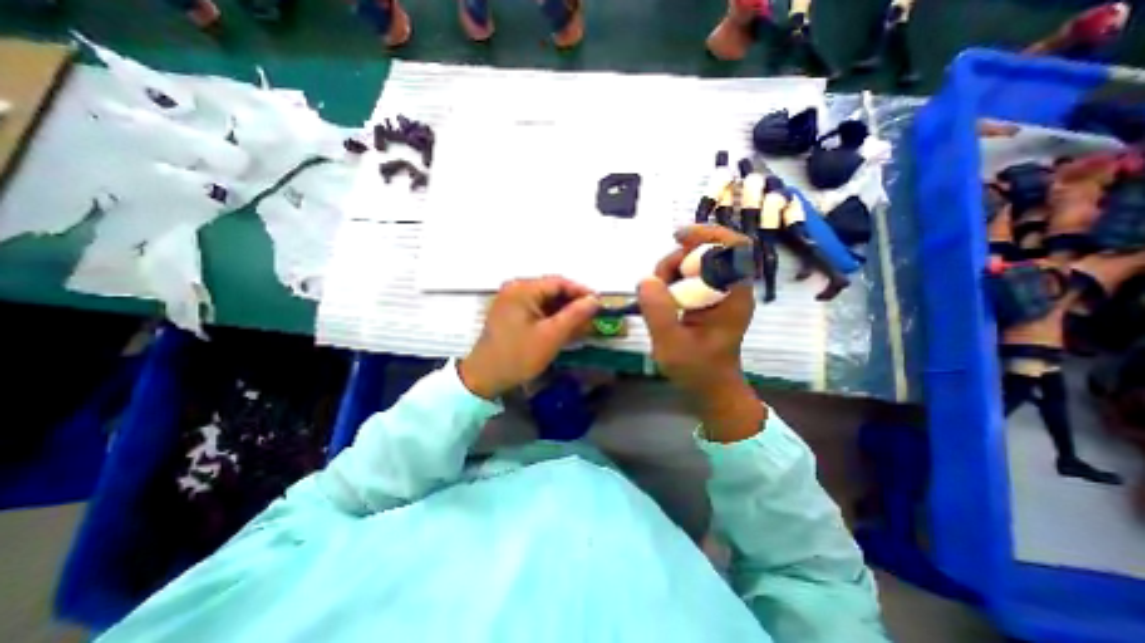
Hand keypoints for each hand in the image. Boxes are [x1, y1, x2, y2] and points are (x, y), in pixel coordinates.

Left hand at [460, 274, 600, 399]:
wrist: (484, 378)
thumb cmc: (518, 356)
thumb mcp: (551, 336)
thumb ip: (575, 315)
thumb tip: (595, 300)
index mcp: (522, 289)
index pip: (559, 282)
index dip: (582, 292)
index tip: (600, 304)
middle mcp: (515, 289)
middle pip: (552, 290)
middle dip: (573, 303)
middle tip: (592, 317)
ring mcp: (510, 300)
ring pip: (545, 300)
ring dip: (563, 311)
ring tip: (581, 324)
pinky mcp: (509, 313)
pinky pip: (536, 309)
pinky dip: (551, 317)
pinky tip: (563, 328)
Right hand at [642, 225, 762, 440]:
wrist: (711, 388)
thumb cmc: (697, 371)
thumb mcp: (671, 345)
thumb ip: (658, 311)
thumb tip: (646, 279)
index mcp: (733, 296)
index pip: (734, 247)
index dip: (708, 234)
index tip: (677, 238)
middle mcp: (731, 288)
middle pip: (707, 251)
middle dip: (676, 260)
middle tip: (656, 283)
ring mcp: (720, 293)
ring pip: (694, 263)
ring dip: (670, 271)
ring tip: (655, 296)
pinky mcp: (708, 299)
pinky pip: (689, 277)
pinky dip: (671, 280)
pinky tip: (660, 297)